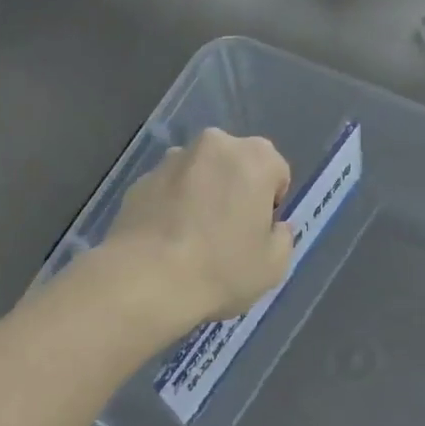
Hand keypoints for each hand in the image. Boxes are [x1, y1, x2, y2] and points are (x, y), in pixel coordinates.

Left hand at [95, 129, 293, 335]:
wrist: (144, 281)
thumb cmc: (221, 268)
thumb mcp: (274, 265)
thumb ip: (283, 237)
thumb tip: (274, 227)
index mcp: (256, 157)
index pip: (277, 173)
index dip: (271, 205)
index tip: (258, 233)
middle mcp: (216, 144)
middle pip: (237, 165)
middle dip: (237, 190)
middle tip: (229, 233)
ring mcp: (173, 158)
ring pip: (201, 173)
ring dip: (203, 194)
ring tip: (193, 239)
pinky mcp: (141, 178)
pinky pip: (170, 189)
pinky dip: (173, 205)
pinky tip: (167, 241)